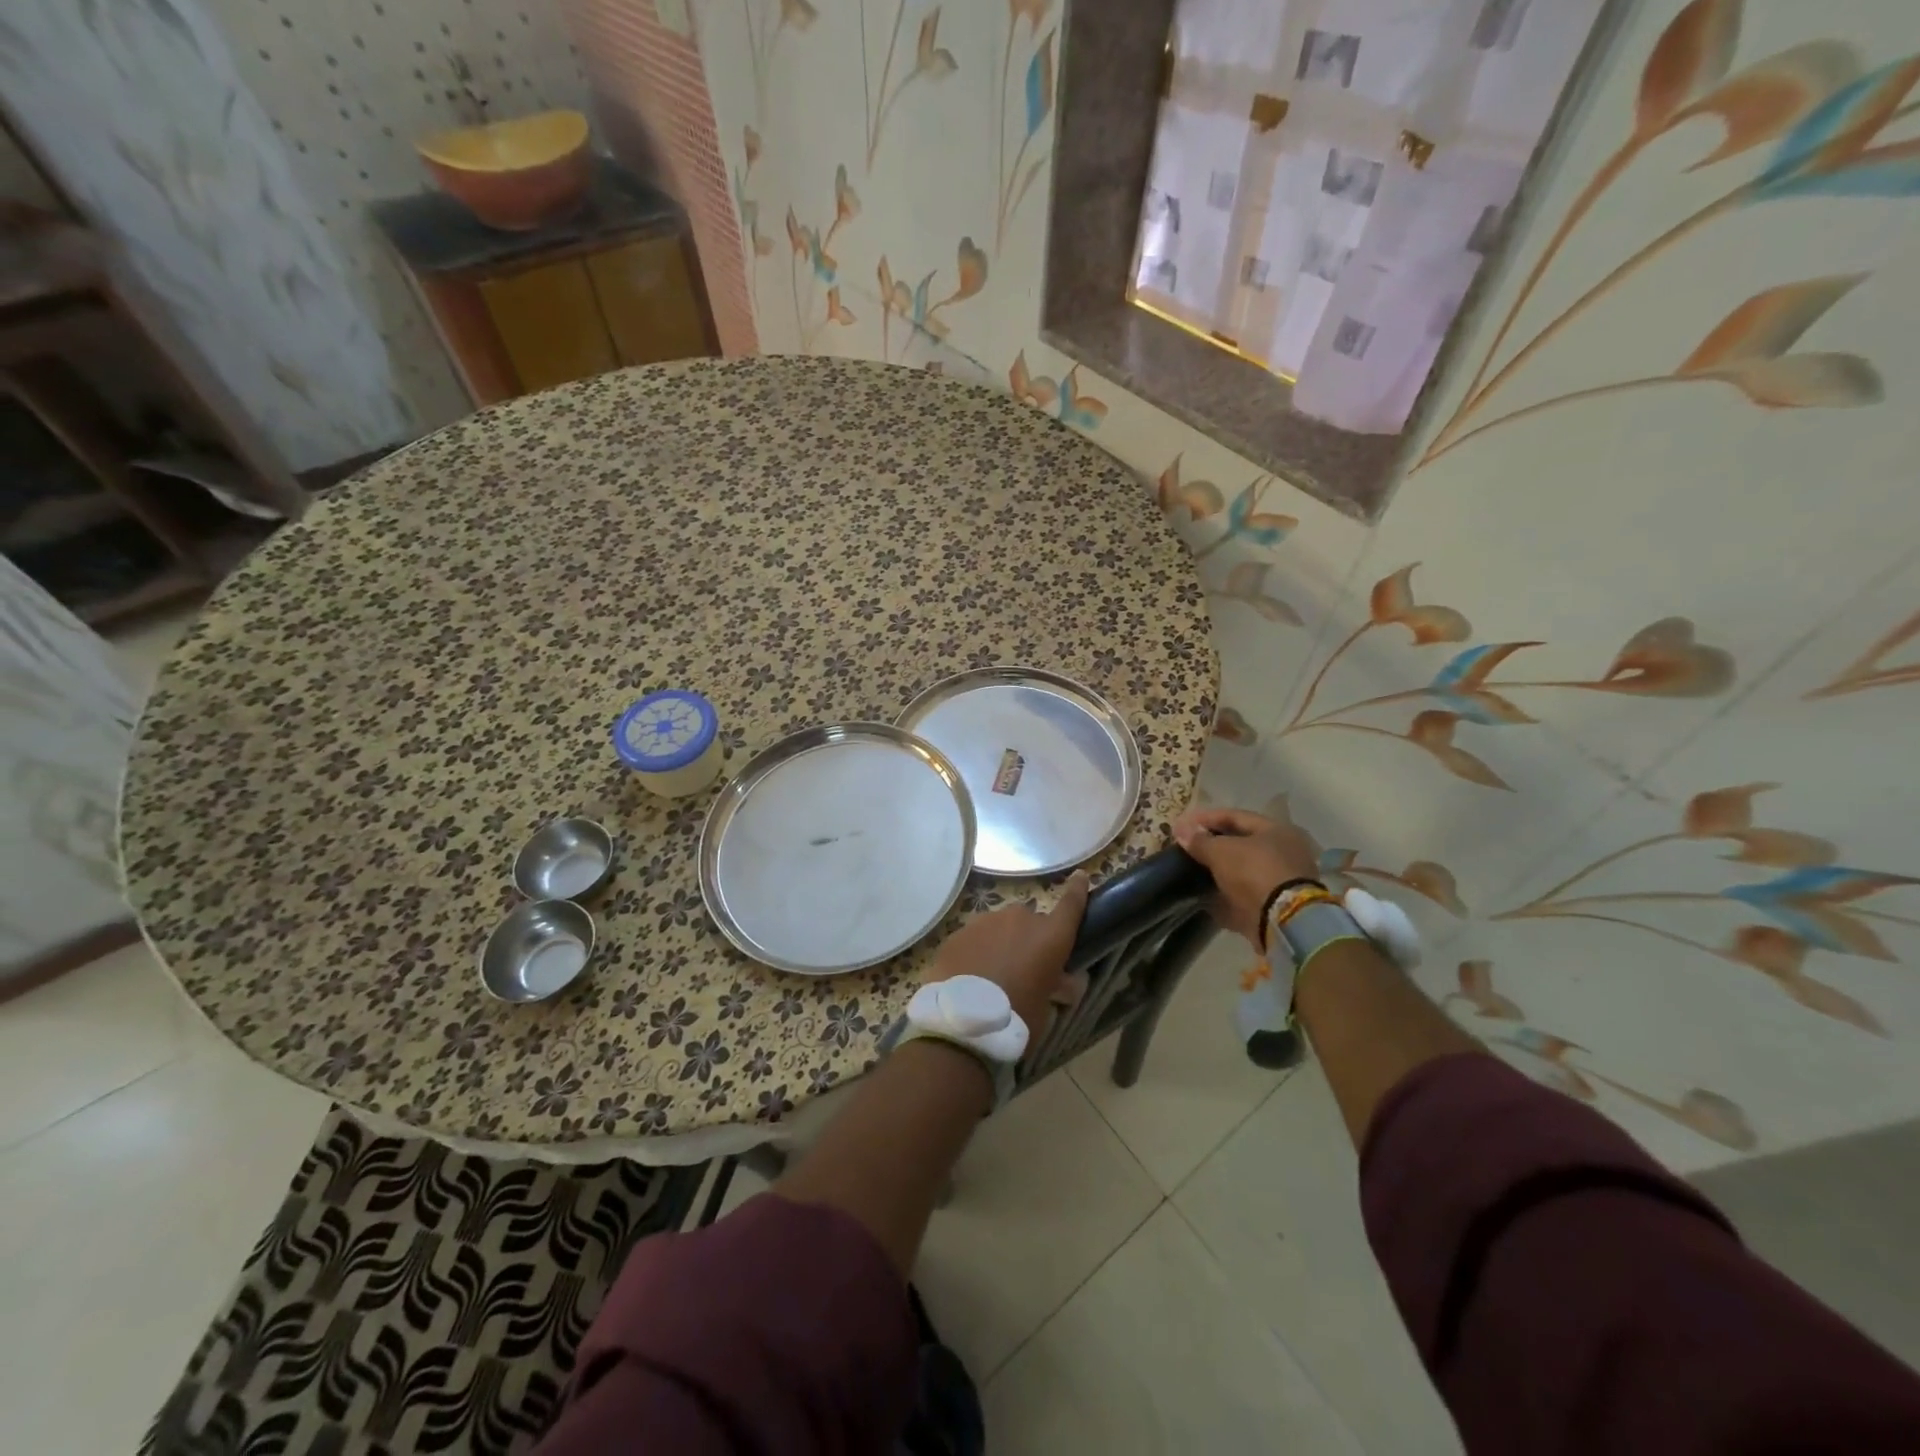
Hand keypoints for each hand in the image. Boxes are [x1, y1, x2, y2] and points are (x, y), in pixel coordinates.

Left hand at [924, 872, 1089, 1038]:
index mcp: (1050, 936)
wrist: (962, 1023)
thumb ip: (1056, 987)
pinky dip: (977, 951)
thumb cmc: (1017, 1018)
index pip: (1071, 905)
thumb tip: (1064, 981)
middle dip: (1028, 939)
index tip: (1080, 876)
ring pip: (999, 928)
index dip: (1078, 890)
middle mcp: (1020, 919)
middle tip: (1023, 968)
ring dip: (1000, 944)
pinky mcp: (959, 932)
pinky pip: (975, 938)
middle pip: (1030, 922)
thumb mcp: (1046, 1008)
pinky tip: (970, 976)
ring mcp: (985, 922)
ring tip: (992, 975)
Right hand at [1172, 807, 1319, 948]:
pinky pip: (1243, 897)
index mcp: (1277, 830)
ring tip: (1190, 872)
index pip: (1235, 816)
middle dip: (1212, 846)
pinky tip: (1204, 898)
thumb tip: (1181, 830)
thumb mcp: (1221, 851)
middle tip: (1186, 847)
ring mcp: (1281, 882)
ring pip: (1242, 872)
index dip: (1205, 818)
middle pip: (1241, 844)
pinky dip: (1225, 897)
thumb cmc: (1254, 872)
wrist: (1283, 921)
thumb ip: (1199, 840)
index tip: (1181, 824)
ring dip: (1219, 872)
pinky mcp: (1275, 908)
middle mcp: (1284, 852)